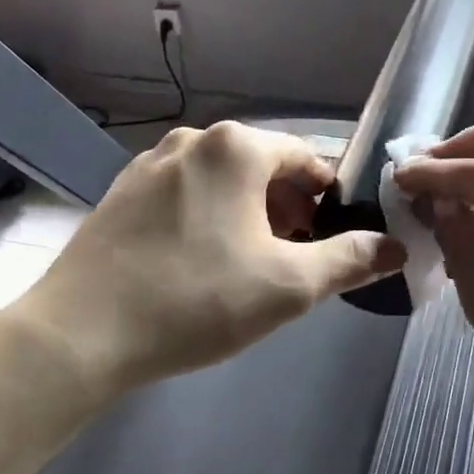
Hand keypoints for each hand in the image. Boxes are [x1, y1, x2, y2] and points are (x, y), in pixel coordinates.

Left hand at [33, 122, 404, 386]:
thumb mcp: (288, 286)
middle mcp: (193, 140)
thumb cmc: (196, 299)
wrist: (79, 333)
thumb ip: (349, 260)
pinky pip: (184, 192)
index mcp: (236, 147)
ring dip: (248, 212)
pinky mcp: (121, 192)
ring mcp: (150, 162)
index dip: (328, 196)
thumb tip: (394, 247)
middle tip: (296, 257)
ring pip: (221, 179)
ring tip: (251, 263)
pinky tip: (199, 262)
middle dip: (288, 207)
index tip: (334, 235)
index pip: (305, 157)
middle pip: (262, 166)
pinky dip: (207, 215)